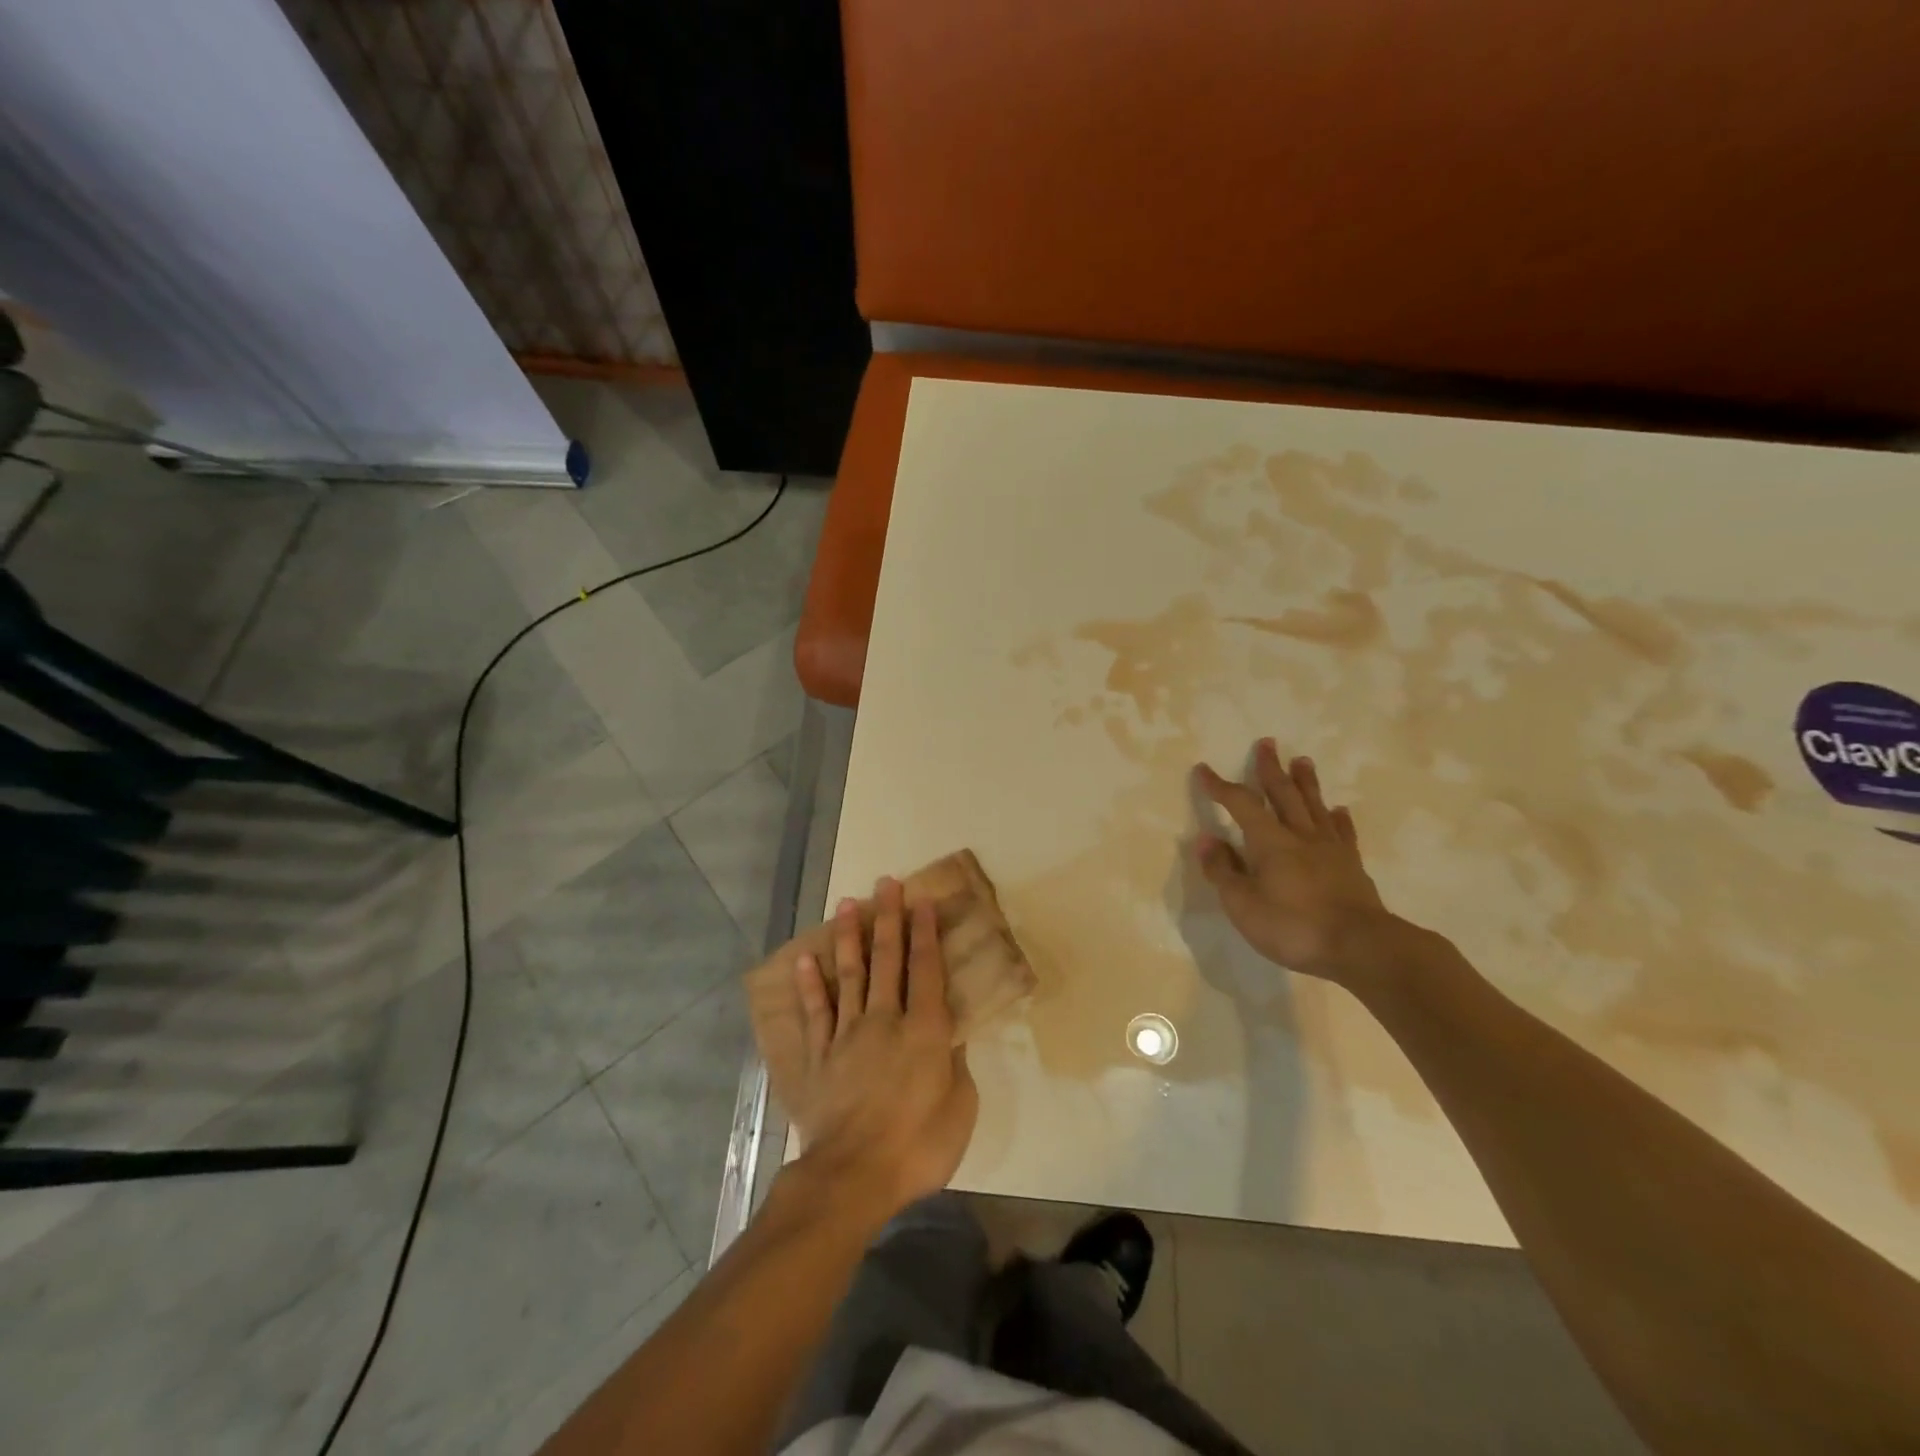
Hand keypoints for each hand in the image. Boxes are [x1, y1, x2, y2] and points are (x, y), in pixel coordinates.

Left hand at [788, 878, 978, 1223]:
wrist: (852, 1176)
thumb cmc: (917, 1145)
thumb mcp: (959, 1109)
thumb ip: (956, 1065)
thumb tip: (950, 1038)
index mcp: (924, 1030)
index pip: (925, 968)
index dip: (924, 932)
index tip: (921, 900)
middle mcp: (884, 1020)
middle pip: (886, 960)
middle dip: (887, 919)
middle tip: (885, 883)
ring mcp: (847, 1035)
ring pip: (848, 975)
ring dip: (848, 938)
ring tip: (846, 904)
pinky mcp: (819, 1056)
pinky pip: (814, 1013)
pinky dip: (809, 986)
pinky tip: (805, 961)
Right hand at [1192, 740, 1399, 985]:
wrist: (1362, 947)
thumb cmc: (1293, 926)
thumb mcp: (1243, 904)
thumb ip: (1222, 871)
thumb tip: (1206, 839)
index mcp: (1269, 841)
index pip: (1240, 804)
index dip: (1220, 786)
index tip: (1204, 769)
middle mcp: (1300, 836)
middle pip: (1283, 794)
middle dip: (1271, 769)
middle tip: (1267, 743)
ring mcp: (1330, 849)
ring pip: (1314, 806)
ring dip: (1306, 782)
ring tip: (1302, 761)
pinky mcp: (1352, 866)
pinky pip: (1343, 834)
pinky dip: (1338, 819)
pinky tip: (1338, 811)